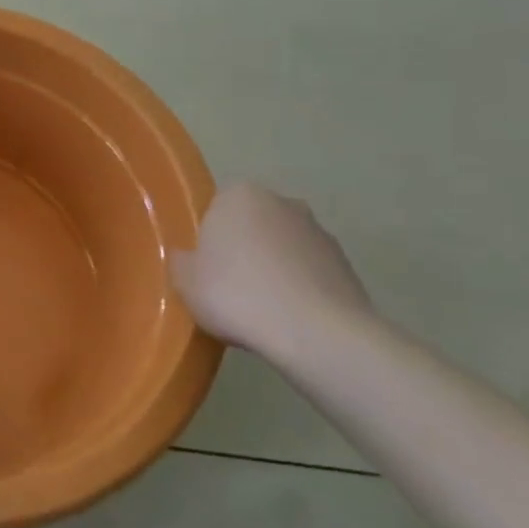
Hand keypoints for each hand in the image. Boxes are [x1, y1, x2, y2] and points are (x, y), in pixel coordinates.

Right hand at [171, 183, 372, 359]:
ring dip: (274, 269)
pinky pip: (309, 273)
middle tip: (229, 287)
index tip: (204, 269)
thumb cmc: (237, 294)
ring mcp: (319, 232)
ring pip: (283, 248)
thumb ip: (182, 261)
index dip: (208, 240)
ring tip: (261, 310)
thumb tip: (188, 258)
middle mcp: (282, 202)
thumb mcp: (184, 281)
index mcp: (239, 195)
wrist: (316, 333)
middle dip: (243, 249)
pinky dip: (300, 289)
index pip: (215, 210)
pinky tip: (289, 319)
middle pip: (252, 225)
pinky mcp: (346, 265)